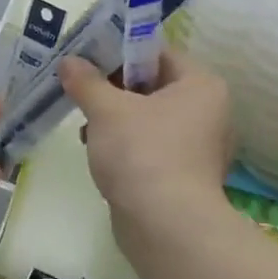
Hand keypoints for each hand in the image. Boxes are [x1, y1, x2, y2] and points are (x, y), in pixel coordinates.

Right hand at [58, 49, 232, 259]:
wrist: (166, 227)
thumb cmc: (142, 153)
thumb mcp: (107, 109)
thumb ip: (86, 81)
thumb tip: (69, 61)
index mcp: (201, 85)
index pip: (157, 53)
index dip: (118, 51)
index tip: (85, 59)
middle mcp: (208, 112)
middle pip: (151, 85)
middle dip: (111, 89)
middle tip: (79, 91)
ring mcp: (198, 147)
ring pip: (147, 118)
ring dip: (114, 119)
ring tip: (85, 128)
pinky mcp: (184, 176)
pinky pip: (150, 146)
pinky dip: (125, 145)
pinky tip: (98, 153)